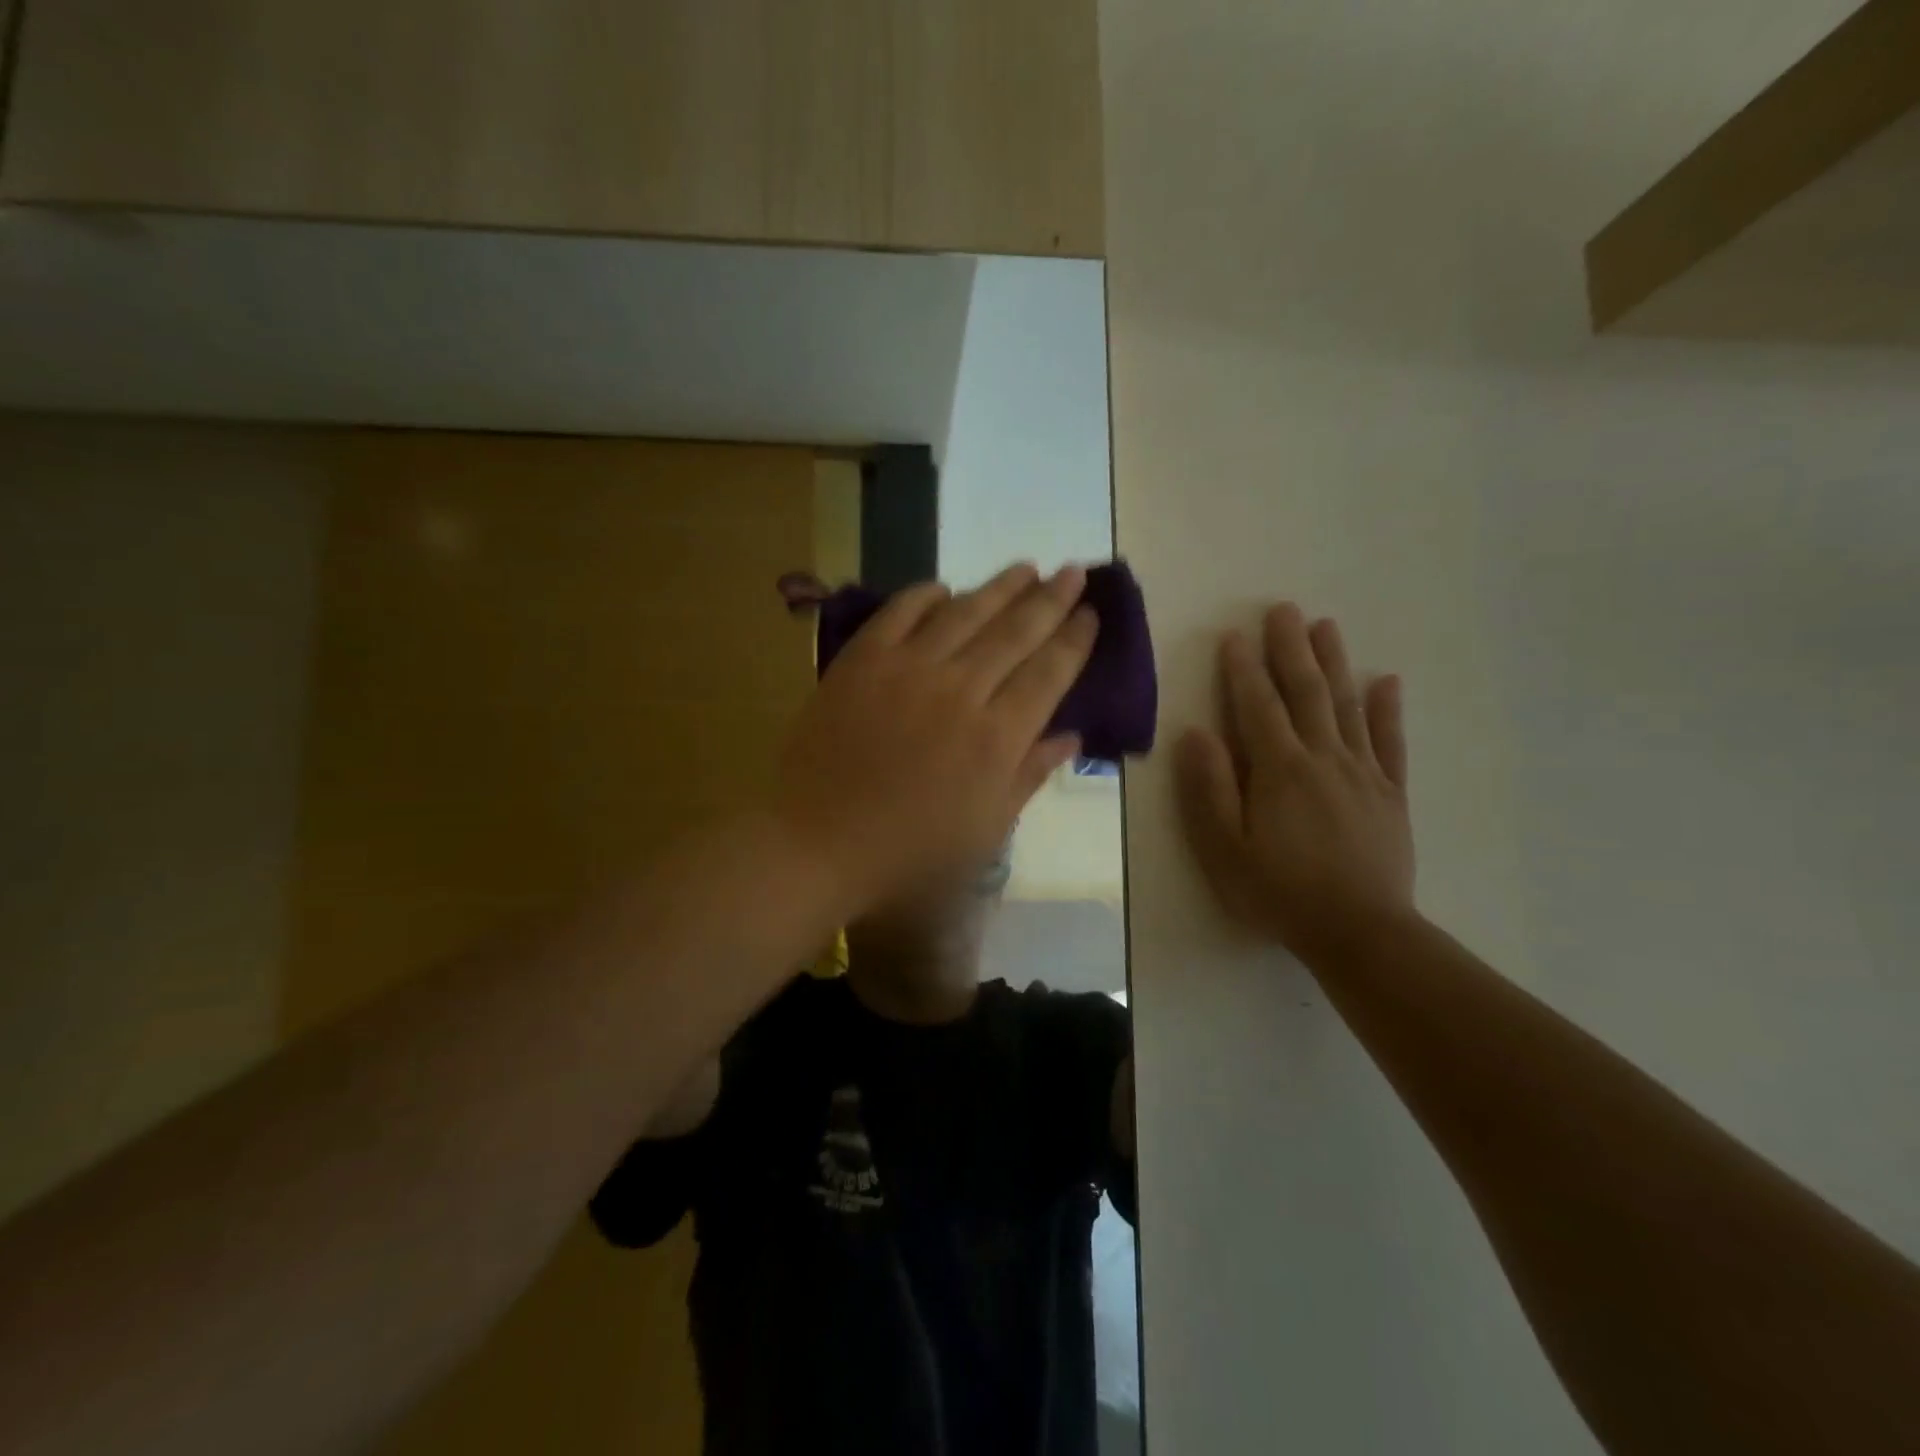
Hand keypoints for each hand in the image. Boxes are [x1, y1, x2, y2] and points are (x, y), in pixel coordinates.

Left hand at [772, 563, 1096, 914]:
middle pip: (1016, 632)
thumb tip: (1071, 736)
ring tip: (1026, 567)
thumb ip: (1029, 776)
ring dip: (1000, 587)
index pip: (1049, 673)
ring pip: (965, 613)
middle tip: (1072, 572)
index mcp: (997, 738)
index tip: (1091, 614)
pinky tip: (944, 588)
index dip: (1074, 640)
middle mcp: (960, 691)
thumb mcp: (986, 831)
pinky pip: (900, 613)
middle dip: (1051, 599)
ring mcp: (907, 669)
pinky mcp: (862, 661)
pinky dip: (925, 595)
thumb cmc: (909, 853)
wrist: (816, 844)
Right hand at [1176, 603, 1414, 959]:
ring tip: (1326, 626)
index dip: (1244, 669)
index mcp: (1279, 769)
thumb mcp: (1224, 847)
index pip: (1257, 706)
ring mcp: (1362, 773)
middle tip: (1284, 609)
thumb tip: (1195, 733)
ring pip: (1346, 706)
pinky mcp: (1390, 794)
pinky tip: (1385, 682)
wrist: (1359, 932)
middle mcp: (1323, 758)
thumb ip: (1209, 788)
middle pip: (1305, 692)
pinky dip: (1387, 710)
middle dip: (1291, 649)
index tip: (1235, 635)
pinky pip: (1390, 742)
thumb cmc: (1279, 891)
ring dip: (1334, 663)